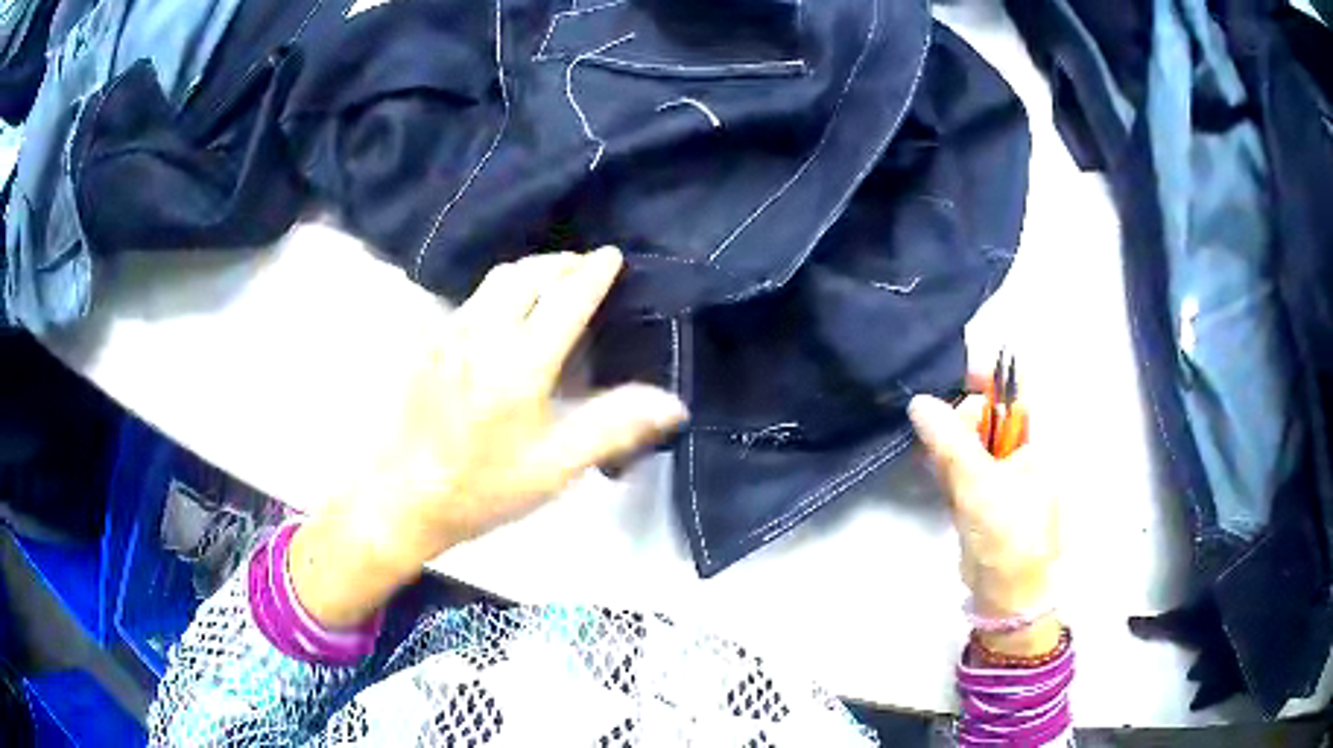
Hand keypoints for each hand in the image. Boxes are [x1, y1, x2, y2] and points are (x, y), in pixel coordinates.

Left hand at [291, 248, 687, 626]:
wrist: (401, 498)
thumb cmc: (482, 489)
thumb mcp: (554, 468)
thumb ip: (612, 427)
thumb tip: (672, 403)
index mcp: (520, 364)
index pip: (565, 300)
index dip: (593, 274)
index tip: (612, 256)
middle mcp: (482, 335)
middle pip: (526, 274)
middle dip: (561, 263)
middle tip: (585, 268)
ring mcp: (448, 334)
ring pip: (494, 280)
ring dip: (529, 272)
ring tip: (550, 283)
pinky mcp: (427, 343)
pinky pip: (470, 299)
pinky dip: (499, 290)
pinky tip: (505, 315)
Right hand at [908, 385, 1060, 653]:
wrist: (1005, 595)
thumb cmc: (1008, 535)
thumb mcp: (980, 485)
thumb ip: (950, 441)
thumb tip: (919, 401)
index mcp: (1036, 439)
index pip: (1014, 388)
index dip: (985, 374)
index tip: (949, 375)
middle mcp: (1020, 448)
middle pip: (986, 410)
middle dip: (959, 413)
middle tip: (937, 429)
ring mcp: (1000, 471)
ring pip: (969, 437)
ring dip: (947, 440)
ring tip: (933, 454)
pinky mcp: (981, 492)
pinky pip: (960, 463)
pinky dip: (944, 463)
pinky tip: (932, 468)